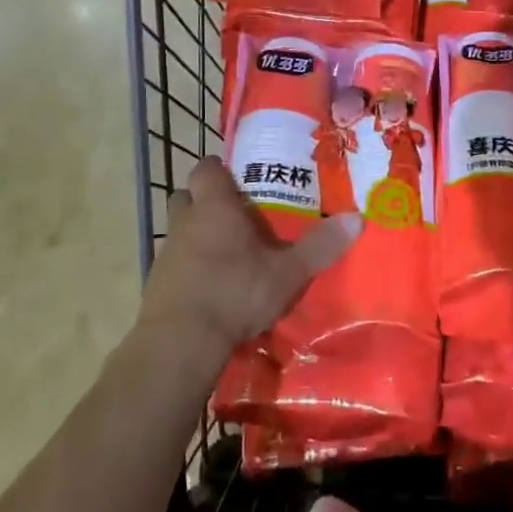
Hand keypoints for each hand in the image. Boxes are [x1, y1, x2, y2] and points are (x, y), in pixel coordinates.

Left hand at [138, 157, 361, 359]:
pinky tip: (209, 287)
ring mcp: (166, 254)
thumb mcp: (287, 273)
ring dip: (196, 235)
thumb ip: (319, 246)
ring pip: (178, 230)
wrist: (180, 342)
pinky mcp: (156, 284)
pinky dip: (188, 268)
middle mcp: (185, 222)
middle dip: (204, 200)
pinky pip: (173, 264)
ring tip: (225, 253)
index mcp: (215, 207)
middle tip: (233, 214)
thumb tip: (357, 218)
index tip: (237, 177)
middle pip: (186, 196)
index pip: (207, 169)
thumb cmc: (235, 293)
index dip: (219, 170)